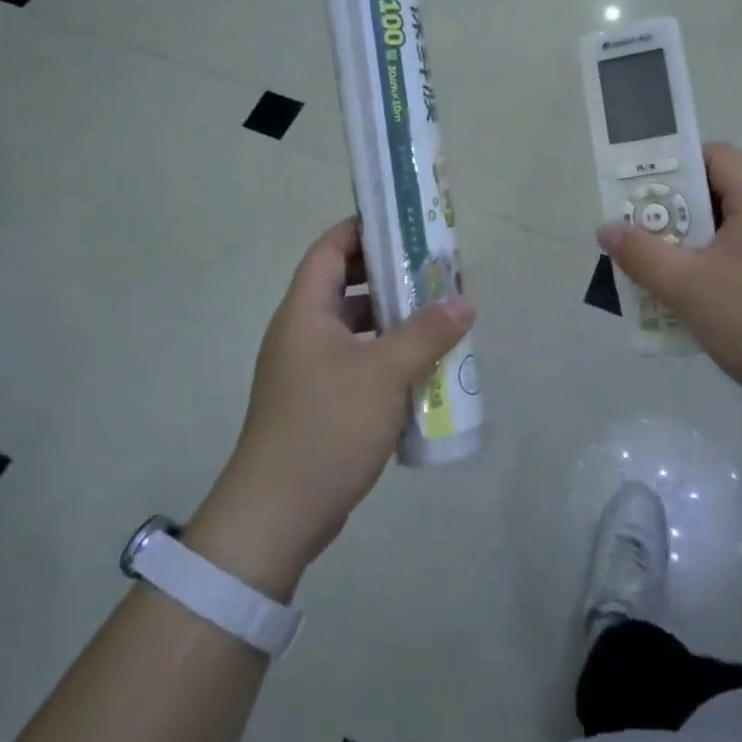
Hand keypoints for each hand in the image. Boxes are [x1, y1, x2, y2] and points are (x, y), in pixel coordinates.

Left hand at [186, 219, 473, 599]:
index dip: (363, 229)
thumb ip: (427, 333)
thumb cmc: (327, 427)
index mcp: (305, 312)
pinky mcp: (319, 401)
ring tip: (437, 316)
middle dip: (389, 275)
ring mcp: (308, 369)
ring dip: (392, 318)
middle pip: (344, 285)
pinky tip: (421, 366)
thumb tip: (464, 302)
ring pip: (354, 326)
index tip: (406, 225)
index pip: (330, 249)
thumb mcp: (385, 374)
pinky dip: (386, 354)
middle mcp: (302, 332)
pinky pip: (357, 360)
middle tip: (433, 271)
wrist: (277, 515)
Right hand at [597, 143, 741, 425]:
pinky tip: (688, 296)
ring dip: (689, 243)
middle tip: (638, 231)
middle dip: (673, 210)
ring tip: (655, 265)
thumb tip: (607, 229)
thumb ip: (641, 254)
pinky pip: (741, 255)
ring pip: (727, 229)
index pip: (714, 156)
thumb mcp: (687, 287)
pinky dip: (711, 265)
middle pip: (717, 191)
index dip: (674, 166)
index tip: (640, 192)